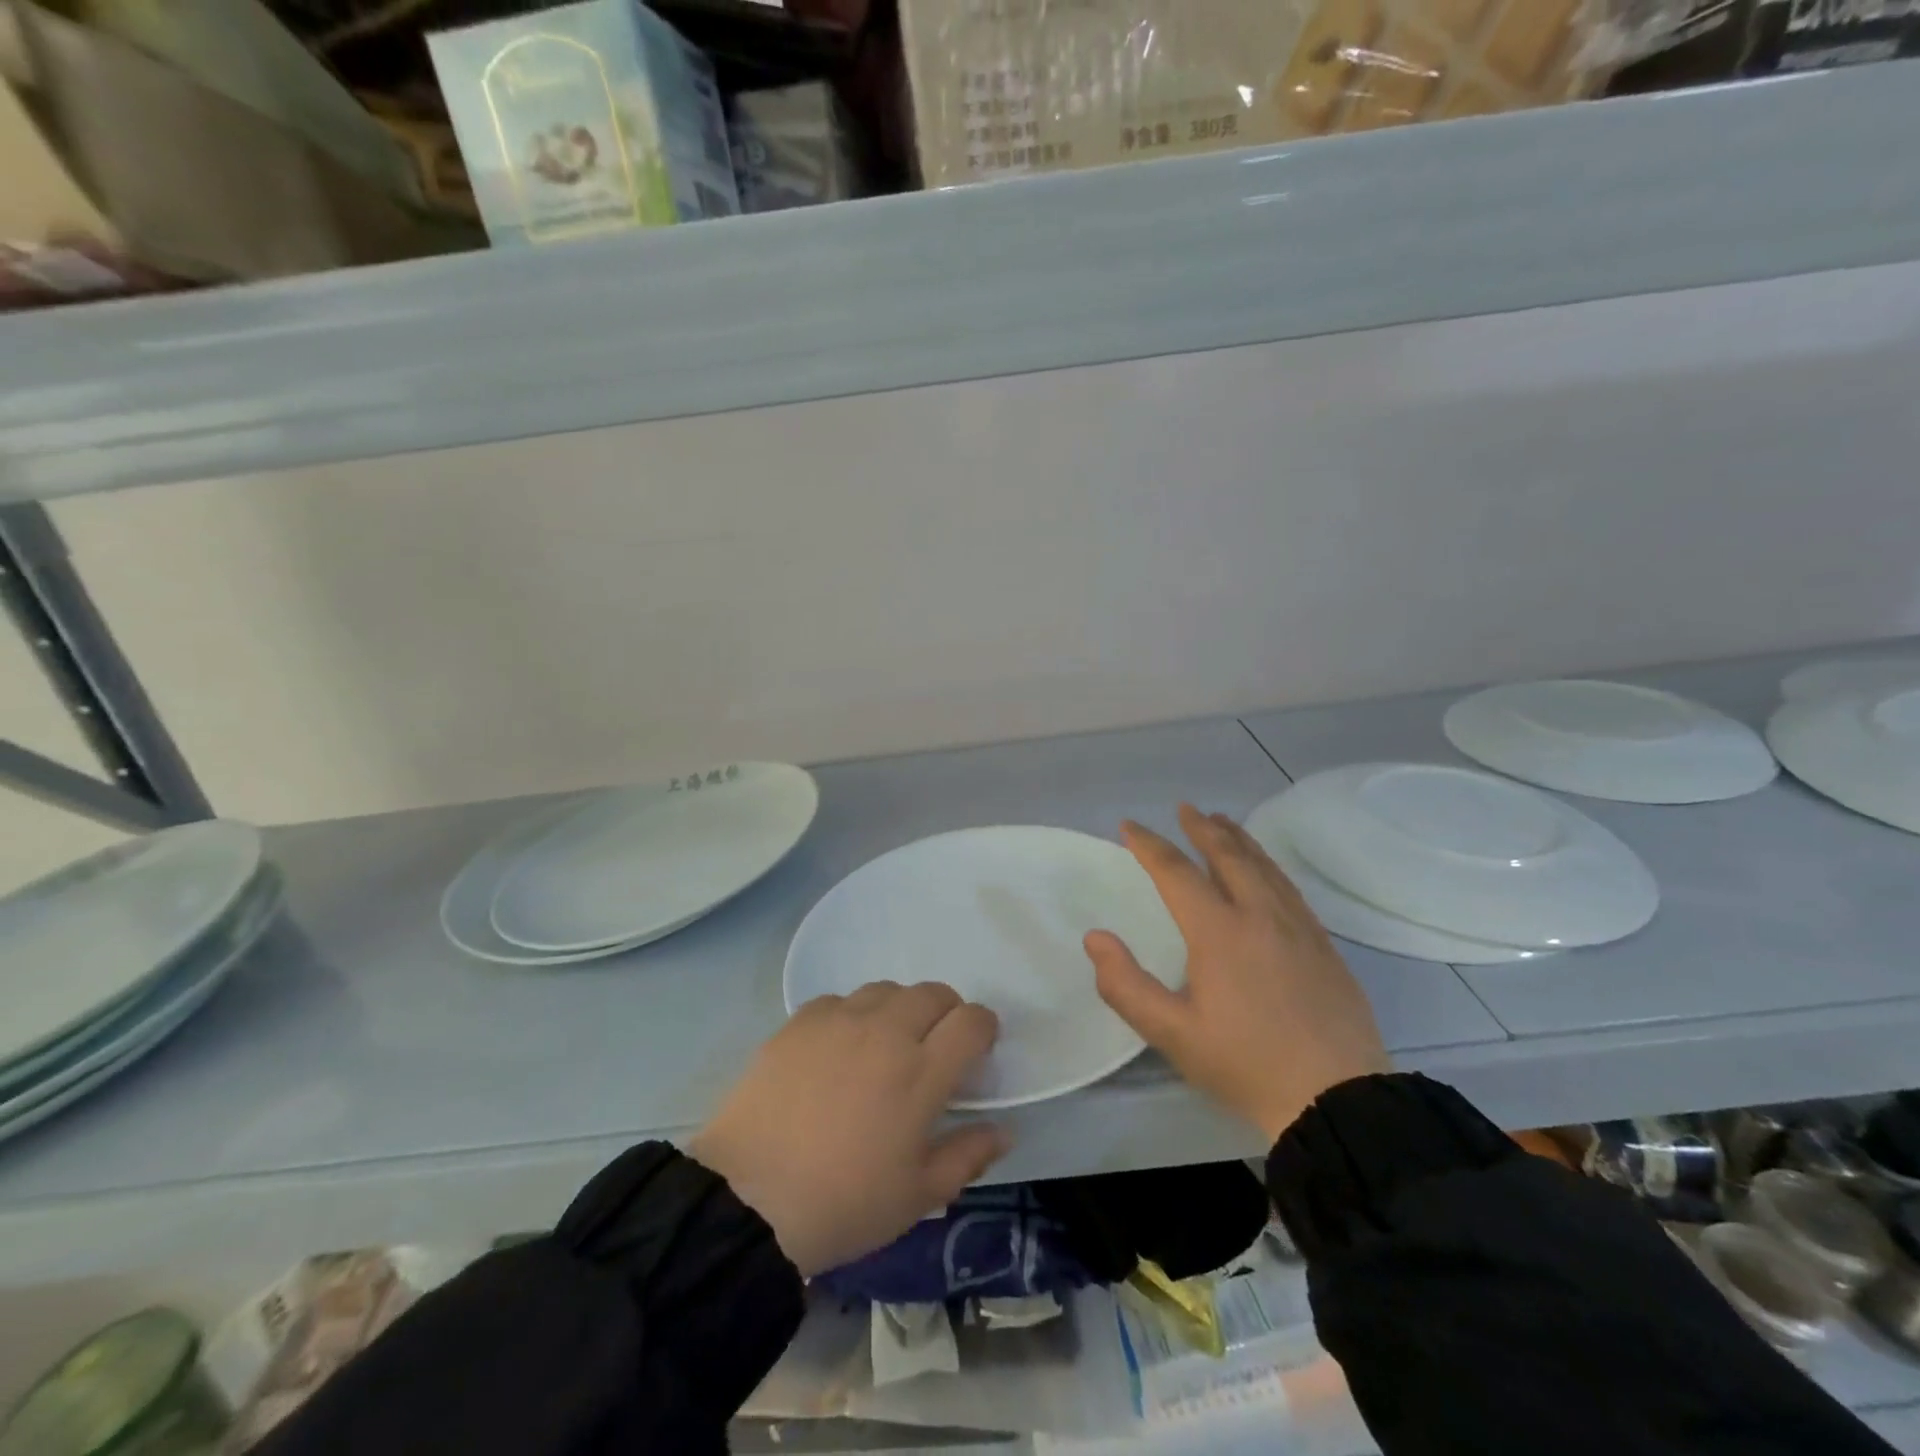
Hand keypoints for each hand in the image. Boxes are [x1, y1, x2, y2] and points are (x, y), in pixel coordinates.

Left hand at [689, 982, 1008, 1276]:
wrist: (748, 1199)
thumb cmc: (843, 1204)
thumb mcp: (917, 1197)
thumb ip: (967, 1156)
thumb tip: (1003, 1131)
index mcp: (922, 1071)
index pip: (971, 1021)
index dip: (984, 1028)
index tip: (978, 1050)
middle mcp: (886, 1031)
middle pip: (933, 993)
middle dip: (946, 1013)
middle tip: (935, 1048)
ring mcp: (840, 1020)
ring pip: (887, 989)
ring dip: (900, 1009)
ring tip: (886, 1044)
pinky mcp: (801, 1021)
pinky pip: (841, 1000)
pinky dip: (853, 1015)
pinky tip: (840, 1048)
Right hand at [1086, 804, 1389, 1143]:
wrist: (1338, 1099)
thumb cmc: (1246, 1064)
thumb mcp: (1172, 1034)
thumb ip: (1125, 985)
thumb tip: (1095, 937)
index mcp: (1219, 932)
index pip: (1177, 873)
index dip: (1150, 845)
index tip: (1130, 826)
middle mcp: (1260, 915)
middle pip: (1228, 855)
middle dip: (1202, 828)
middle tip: (1185, 808)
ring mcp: (1298, 927)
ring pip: (1264, 866)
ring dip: (1238, 839)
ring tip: (1222, 821)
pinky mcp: (1323, 944)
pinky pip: (1288, 886)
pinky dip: (1267, 864)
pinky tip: (1265, 870)